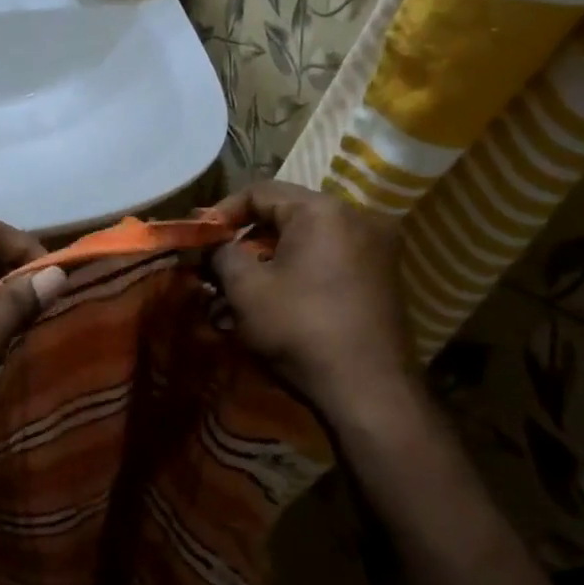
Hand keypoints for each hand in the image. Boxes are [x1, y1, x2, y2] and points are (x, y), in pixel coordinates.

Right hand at [210, 182, 415, 421]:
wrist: (369, 392)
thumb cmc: (300, 329)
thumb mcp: (245, 289)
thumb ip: (222, 254)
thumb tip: (214, 247)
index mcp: (323, 211)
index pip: (261, 192)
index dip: (222, 212)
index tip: (199, 239)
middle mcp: (359, 218)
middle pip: (288, 213)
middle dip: (247, 236)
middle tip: (218, 263)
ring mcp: (378, 249)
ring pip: (310, 238)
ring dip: (272, 255)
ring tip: (243, 285)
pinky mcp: (385, 278)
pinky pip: (331, 258)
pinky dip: (301, 269)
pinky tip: (279, 297)